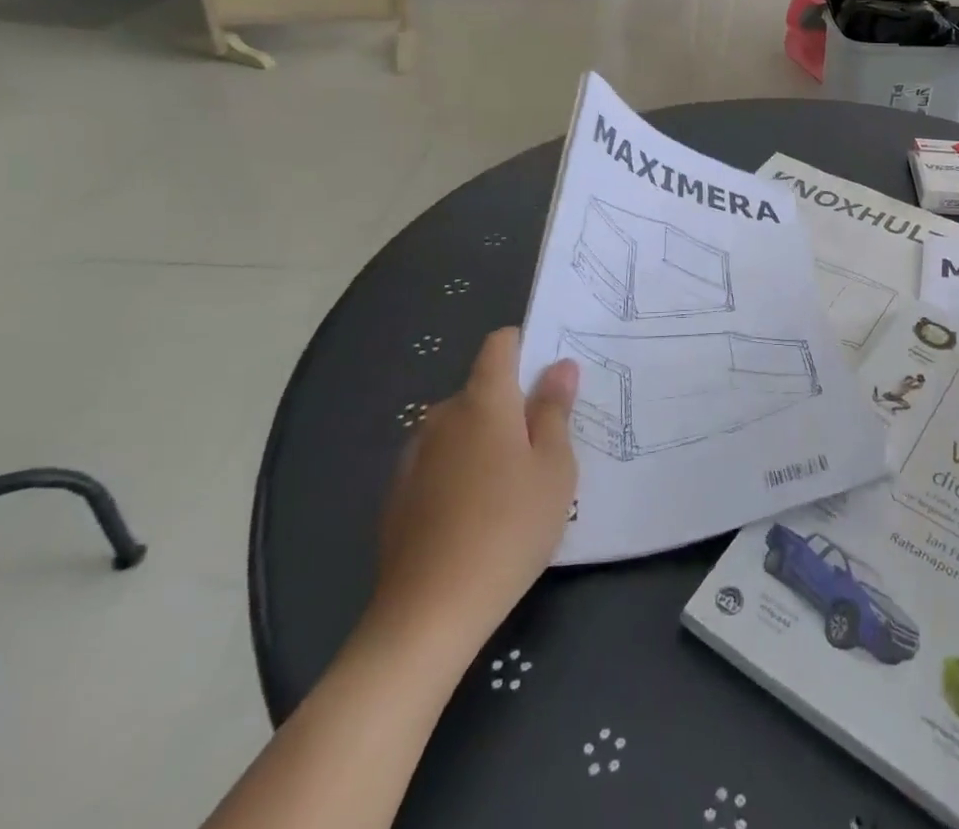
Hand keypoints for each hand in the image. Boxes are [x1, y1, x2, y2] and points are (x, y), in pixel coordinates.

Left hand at [369, 329, 577, 650]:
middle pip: (484, 388)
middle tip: (548, 442)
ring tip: (516, 483)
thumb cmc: (509, 528)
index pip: (500, 344)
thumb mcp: (554, 467)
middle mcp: (443, 416)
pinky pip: (441, 461)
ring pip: (462, 427)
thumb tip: (559, 366)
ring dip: (488, 439)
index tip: (552, 373)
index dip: (527, 346)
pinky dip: (463, 470)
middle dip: (514, 403)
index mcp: (484, 401)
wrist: (428, 614)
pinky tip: (479, 513)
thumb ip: (555, 410)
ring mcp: (415, 456)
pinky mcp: (399, 494)